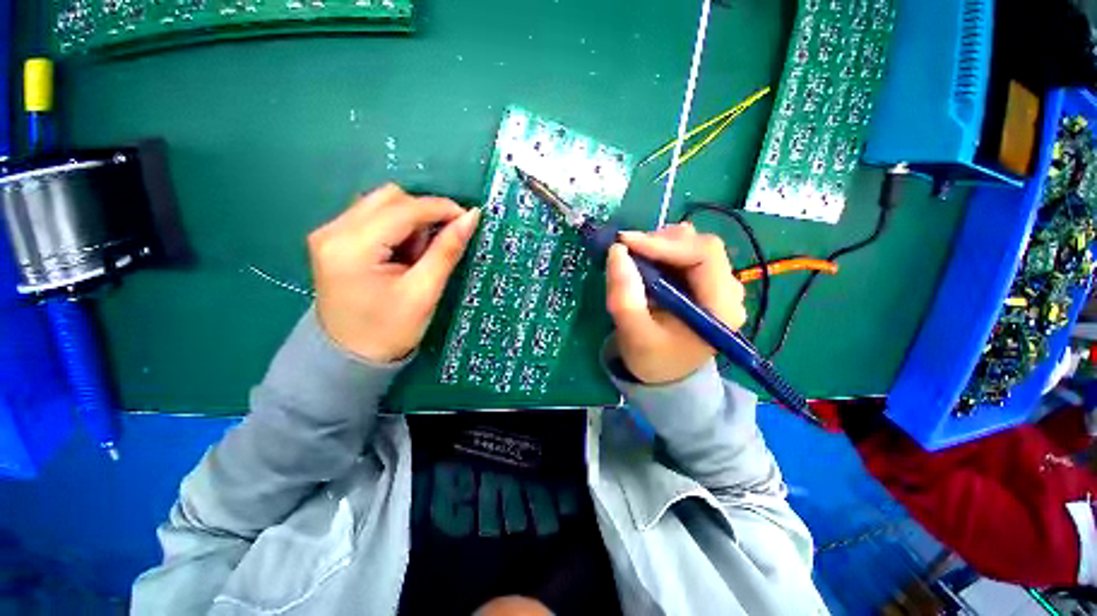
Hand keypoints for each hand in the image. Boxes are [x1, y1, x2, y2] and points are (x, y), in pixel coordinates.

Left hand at [308, 184, 479, 362]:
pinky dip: (397, 228)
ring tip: (417, 256)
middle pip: (389, 197)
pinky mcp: (333, 239)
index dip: (440, 208)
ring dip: (410, 222)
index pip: (403, 209)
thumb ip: (446, 250)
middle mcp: (333, 230)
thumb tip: (471, 217)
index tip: (468, 218)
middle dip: (423, 215)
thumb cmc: (389, 330)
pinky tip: (402, 254)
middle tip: (438, 246)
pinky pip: (373, 217)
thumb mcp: (424, 292)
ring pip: (382, 203)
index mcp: (352, 247)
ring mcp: (329, 233)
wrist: (349, 357)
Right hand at [605, 222, 746, 383]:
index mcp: (721, 308)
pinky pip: (684, 253)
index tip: (625, 242)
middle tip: (626, 250)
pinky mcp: (703, 282)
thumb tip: (617, 251)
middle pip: (700, 245)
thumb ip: (624, 296)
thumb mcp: (634, 334)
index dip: (664, 243)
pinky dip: (660, 252)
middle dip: (659, 242)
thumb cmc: (652, 359)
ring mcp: (717, 284)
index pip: (704, 255)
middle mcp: (728, 291)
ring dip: (659, 245)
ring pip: (691, 245)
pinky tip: (644, 263)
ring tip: (633, 259)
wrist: (664, 373)